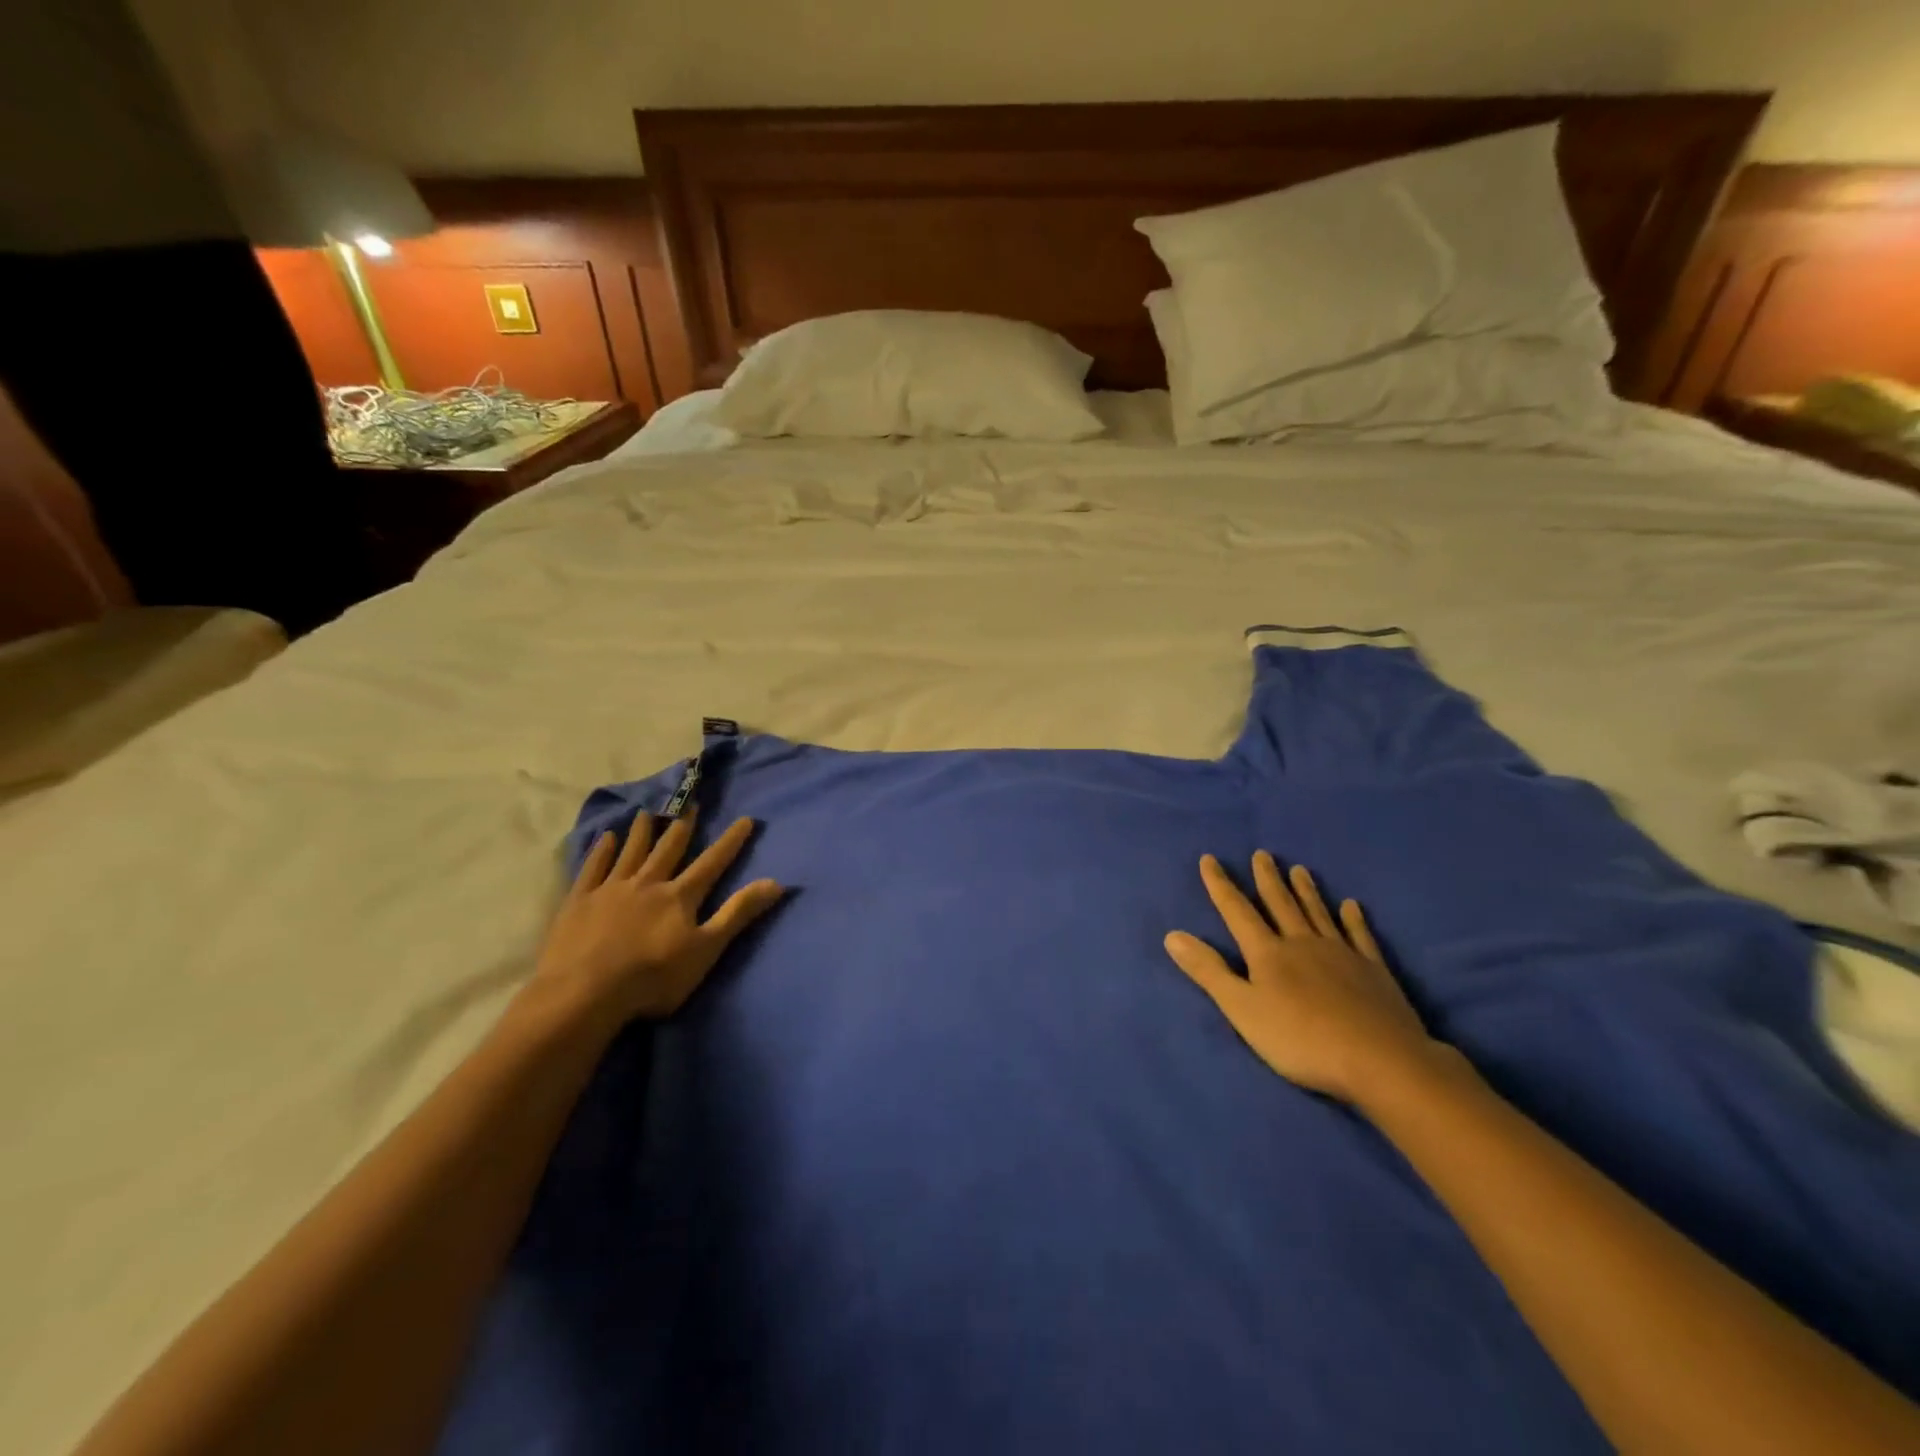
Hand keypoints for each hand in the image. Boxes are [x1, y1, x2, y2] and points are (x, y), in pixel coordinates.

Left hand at [525, 812, 783, 1028]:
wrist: (585, 993)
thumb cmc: (653, 977)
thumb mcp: (706, 950)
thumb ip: (738, 914)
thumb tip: (777, 882)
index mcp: (680, 897)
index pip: (712, 863)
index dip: (730, 842)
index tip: (745, 819)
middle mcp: (648, 883)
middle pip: (669, 849)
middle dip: (683, 826)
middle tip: (690, 804)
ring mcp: (610, 890)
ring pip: (631, 852)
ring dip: (642, 831)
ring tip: (648, 812)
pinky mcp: (579, 901)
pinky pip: (593, 868)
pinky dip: (601, 851)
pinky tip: (606, 837)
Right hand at [1164, 852, 1443, 1103]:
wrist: (1379, 1060)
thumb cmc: (1300, 1039)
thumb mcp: (1242, 1009)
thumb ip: (1209, 971)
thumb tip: (1173, 934)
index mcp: (1268, 953)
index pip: (1237, 911)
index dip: (1220, 885)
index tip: (1209, 859)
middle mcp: (1302, 943)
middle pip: (1280, 904)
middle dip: (1267, 879)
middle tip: (1262, 854)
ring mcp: (1341, 954)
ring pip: (1317, 913)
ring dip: (1306, 891)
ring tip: (1299, 869)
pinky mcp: (1373, 970)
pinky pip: (1360, 936)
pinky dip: (1353, 919)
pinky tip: (1351, 906)